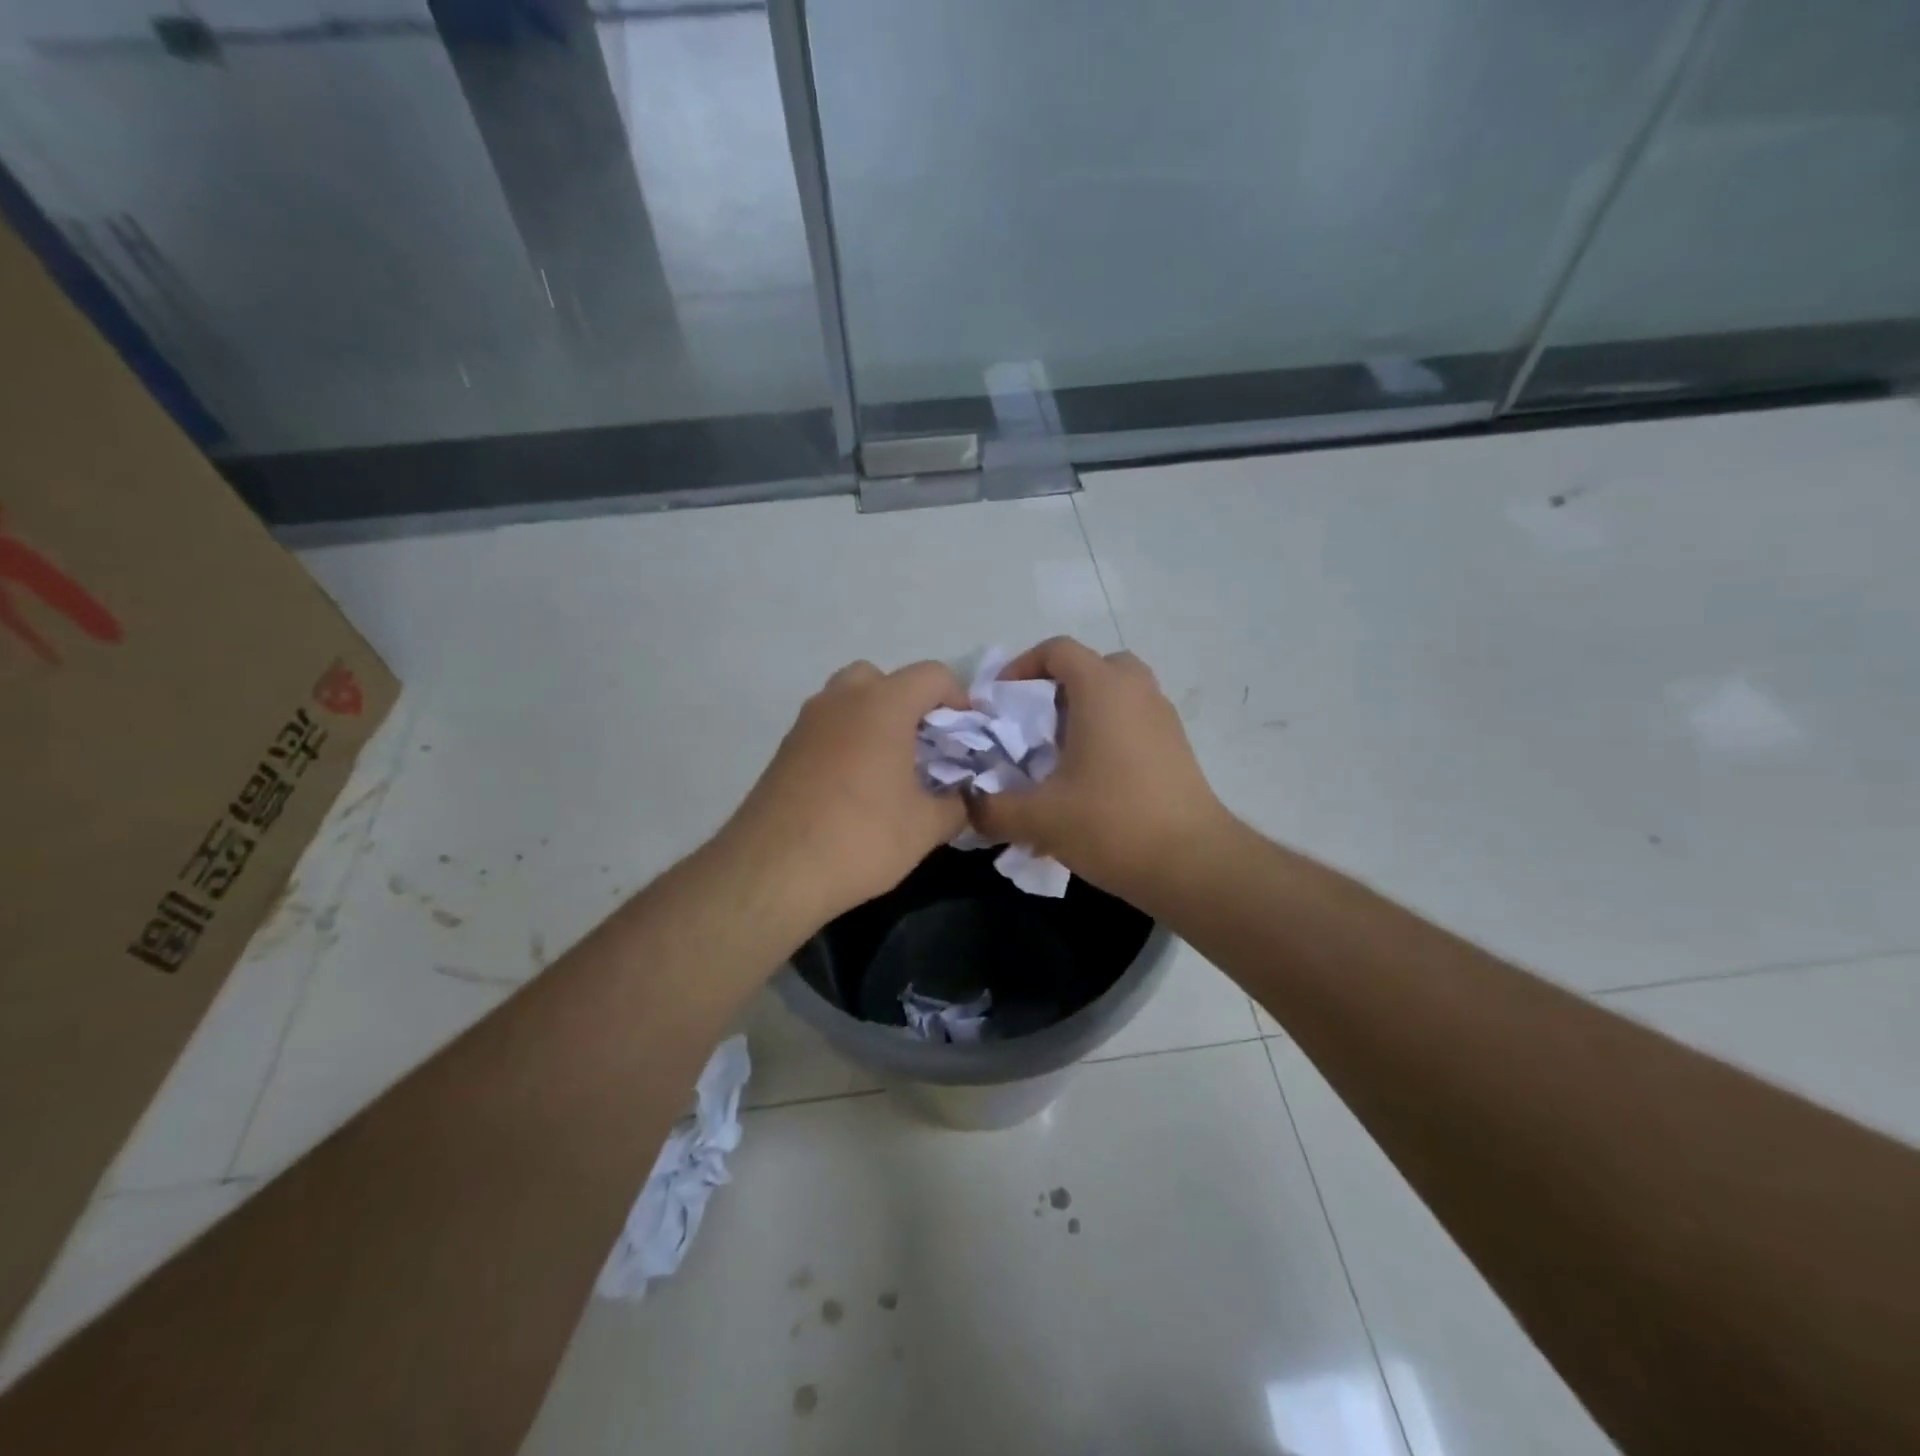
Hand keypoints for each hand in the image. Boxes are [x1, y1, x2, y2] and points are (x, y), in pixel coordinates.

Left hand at [721, 659, 968, 924]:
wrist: (773, 870)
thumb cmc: (861, 838)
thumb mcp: (926, 828)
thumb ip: (956, 805)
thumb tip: (964, 799)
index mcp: (883, 705)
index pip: (932, 675)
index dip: (958, 698)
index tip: (967, 734)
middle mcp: (842, 700)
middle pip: (883, 678)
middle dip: (909, 702)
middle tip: (923, 744)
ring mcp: (807, 722)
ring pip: (848, 699)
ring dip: (874, 719)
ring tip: (890, 766)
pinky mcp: (785, 749)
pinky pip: (826, 727)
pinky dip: (847, 740)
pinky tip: (855, 786)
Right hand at [967, 637, 1229, 898]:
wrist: (1192, 864)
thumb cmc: (1111, 823)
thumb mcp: (1038, 818)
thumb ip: (992, 808)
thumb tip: (968, 806)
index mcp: (1102, 690)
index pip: (1058, 650)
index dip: (1022, 666)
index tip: (1001, 702)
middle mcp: (1137, 692)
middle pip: (1092, 667)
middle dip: (1058, 688)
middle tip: (1034, 725)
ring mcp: (1163, 719)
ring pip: (1117, 695)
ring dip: (1085, 712)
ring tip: (1059, 755)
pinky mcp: (1177, 748)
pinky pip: (1134, 721)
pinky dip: (1109, 733)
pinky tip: (1091, 780)